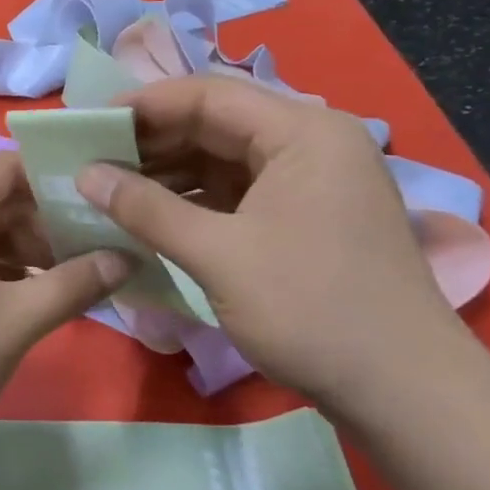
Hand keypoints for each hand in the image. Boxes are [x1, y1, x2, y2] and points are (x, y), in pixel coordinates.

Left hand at [0, 151, 129, 446]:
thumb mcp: (17, 320)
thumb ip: (75, 284)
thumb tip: (125, 258)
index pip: (10, 165)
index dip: (55, 178)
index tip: (98, 202)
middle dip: (44, 220)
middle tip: (92, 248)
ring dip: (22, 246)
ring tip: (67, 278)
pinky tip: (25, 295)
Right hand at [75, 75, 469, 413]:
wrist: (405, 394)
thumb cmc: (312, 310)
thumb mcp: (219, 255)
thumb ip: (147, 209)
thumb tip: (84, 174)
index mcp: (303, 133)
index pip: (209, 96)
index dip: (143, 105)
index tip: (88, 125)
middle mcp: (311, 144)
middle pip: (217, 124)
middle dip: (152, 142)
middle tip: (91, 160)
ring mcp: (311, 183)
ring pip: (224, 161)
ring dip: (168, 174)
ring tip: (110, 190)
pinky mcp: (306, 218)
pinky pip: (237, 193)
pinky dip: (193, 202)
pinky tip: (151, 217)